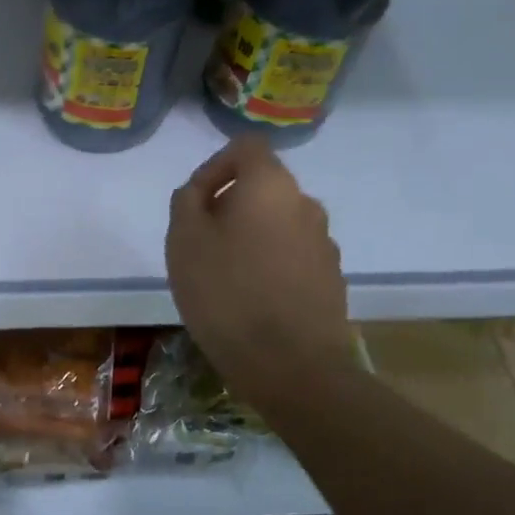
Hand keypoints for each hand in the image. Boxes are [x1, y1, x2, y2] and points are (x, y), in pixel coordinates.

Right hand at [165, 136, 357, 406]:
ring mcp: (324, 244)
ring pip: (278, 223)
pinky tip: (252, 299)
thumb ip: (186, 201)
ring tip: (224, 275)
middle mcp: (305, 205)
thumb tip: (200, 192)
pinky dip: (270, 264)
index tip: (195, 202)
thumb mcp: (183, 240)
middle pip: (262, 186)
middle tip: (201, 243)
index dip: (215, 165)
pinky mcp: (331, 280)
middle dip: (229, 205)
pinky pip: (293, 256)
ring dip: (251, 236)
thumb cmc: (227, 293)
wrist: (292, 367)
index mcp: (271, 185)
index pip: (246, 147)